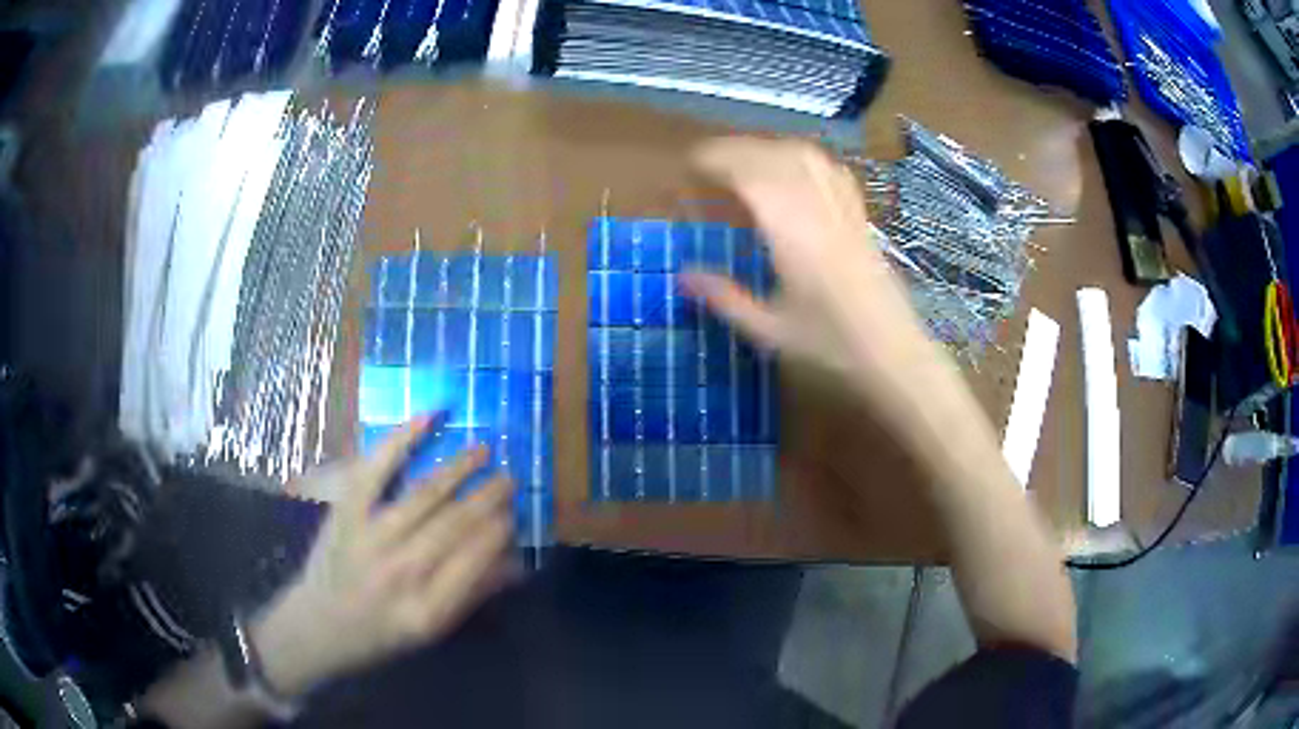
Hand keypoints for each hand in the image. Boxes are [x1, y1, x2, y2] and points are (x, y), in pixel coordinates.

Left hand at [252, 417, 514, 697]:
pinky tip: (428, 418)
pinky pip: (377, 469)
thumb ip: (473, 594)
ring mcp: (370, 537)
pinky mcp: (346, 511)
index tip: (514, 512)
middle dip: (488, 496)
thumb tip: (515, 561)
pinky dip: (402, 439)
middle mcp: (401, 572)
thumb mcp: (432, 630)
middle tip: (509, 477)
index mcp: (428, 608)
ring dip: (460, 468)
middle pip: (455, 523)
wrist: (320, 623)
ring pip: (425, 494)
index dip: (499, 530)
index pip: (476, 559)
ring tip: (484, 450)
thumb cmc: (382, 632)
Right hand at [680, 138, 957, 420]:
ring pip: (804, 156)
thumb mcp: (770, 329)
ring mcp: (843, 209)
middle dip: (735, 150)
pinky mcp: (859, 216)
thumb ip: (725, 298)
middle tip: (706, 164)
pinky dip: (803, 159)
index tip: (689, 165)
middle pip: (774, 156)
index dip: (716, 161)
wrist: (894, 353)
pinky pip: (831, 170)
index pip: (750, 175)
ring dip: (768, 149)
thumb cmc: (832, 345)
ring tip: (744, 162)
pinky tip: (794, 171)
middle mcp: (818, 209)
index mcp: (792, 232)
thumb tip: (682, 276)